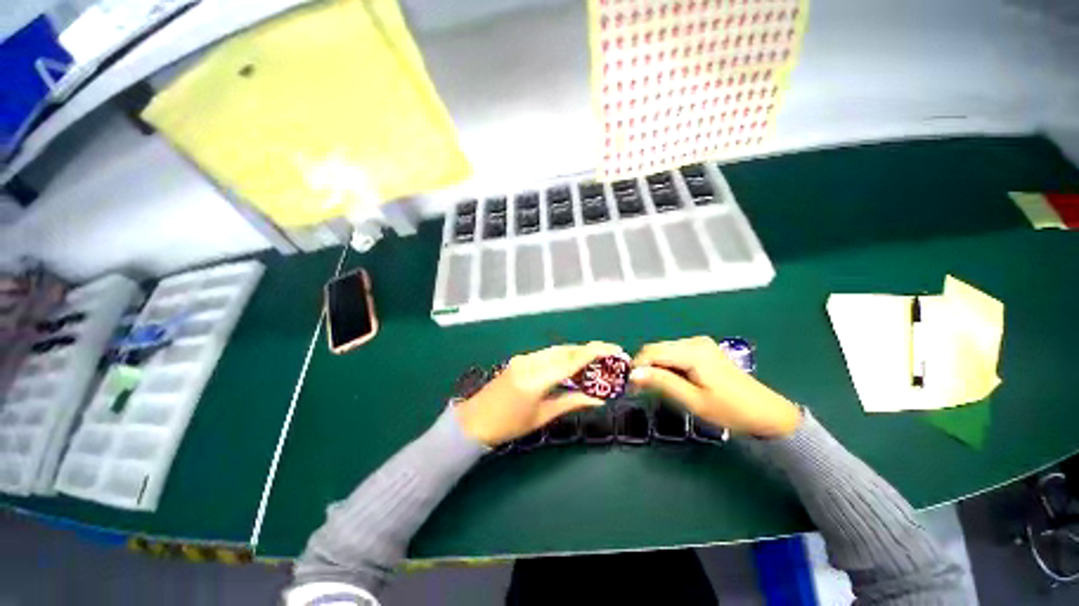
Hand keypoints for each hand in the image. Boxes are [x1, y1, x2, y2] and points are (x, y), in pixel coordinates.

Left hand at [455, 342, 623, 445]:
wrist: (474, 421)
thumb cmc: (508, 425)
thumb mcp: (542, 416)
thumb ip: (571, 402)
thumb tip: (598, 399)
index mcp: (536, 379)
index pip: (571, 360)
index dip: (595, 352)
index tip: (614, 349)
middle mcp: (531, 362)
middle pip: (566, 350)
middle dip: (588, 351)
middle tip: (608, 356)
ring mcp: (523, 358)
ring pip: (556, 350)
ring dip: (576, 353)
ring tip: (594, 362)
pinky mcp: (520, 359)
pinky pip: (546, 354)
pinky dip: (562, 357)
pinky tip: (571, 365)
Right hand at [629, 336, 801, 437]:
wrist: (767, 414)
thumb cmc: (731, 411)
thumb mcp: (694, 401)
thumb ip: (662, 383)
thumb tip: (634, 373)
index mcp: (693, 352)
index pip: (652, 352)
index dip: (637, 367)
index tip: (631, 386)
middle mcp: (694, 342)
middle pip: (657, 349)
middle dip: (645, 366)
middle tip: (640, 389)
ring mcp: (700, 344)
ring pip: (664, 350)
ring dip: (655, 367)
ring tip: (654, 387)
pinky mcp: (703, 350)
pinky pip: (675, 353)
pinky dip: (667, 365)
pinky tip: (671, 380)